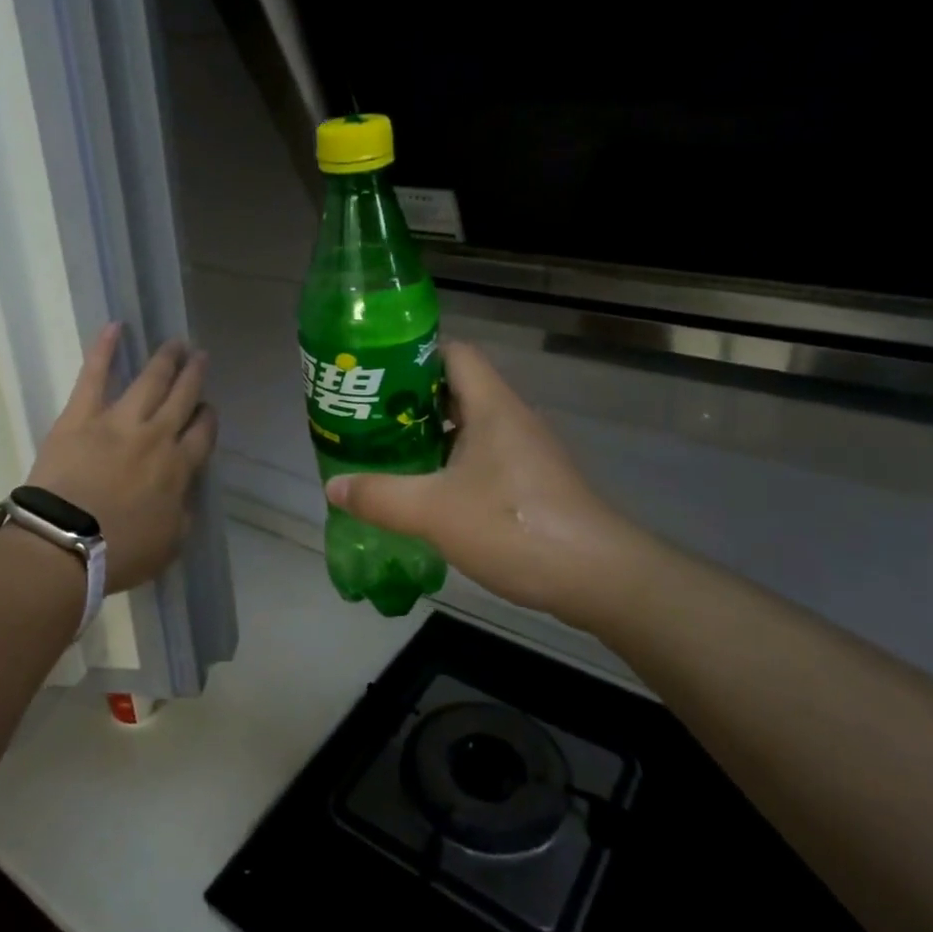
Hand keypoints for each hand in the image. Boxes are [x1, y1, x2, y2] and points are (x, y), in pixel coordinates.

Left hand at [25, 323, 217, 593]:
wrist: (65, 544)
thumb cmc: (120, 553)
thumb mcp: (170, 543)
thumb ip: (182, 513)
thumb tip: (182, 494)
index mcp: (179, 468)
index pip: (202, 434)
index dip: (207, 418)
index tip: (207, 410)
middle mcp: (157, 436)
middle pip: (182, 398)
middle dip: (194, 376)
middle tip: (201, 357)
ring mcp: (119, 420)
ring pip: (151, 380)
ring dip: (166, 359)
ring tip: (177, 342)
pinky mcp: (82, 415)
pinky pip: (95, 375)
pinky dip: (105, 349)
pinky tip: (116, 326)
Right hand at [324, 341, 652, 629]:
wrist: (599, 577)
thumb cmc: (515, 526)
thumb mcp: (434, 511)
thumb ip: (380, 496)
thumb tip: (333, 486)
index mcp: (492, 407)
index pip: (454, 354)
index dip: (414, 355)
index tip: (375, 375)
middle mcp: (510, 420)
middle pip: (456, 390)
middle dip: (411, 401)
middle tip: (368, 419)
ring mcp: (525, 453)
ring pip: (469, 428)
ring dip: (430, 436)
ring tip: (387, 454)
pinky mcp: (531, 485)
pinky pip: (482, 459)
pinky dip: (451, 465)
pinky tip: (426, 493)